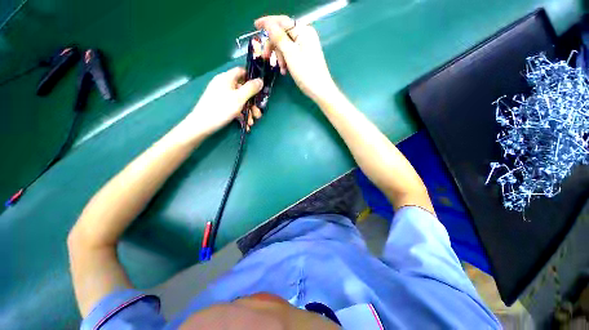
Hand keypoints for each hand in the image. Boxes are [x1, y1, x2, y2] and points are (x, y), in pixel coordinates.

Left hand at [183, 67, 263, 136]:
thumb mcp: (239, 98)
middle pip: (243, 89)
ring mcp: (222, 96)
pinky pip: (234, 107)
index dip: (252, 78)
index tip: (261, 89)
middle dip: (252, 102)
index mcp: (227, 78)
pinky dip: (241, 115)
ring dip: (248, 111)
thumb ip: (251, 89)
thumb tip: (260, 80)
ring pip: (240, 101)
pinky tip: (246, 125)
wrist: (202, 124)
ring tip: (251, 122)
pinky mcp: (221, 106)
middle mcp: (224, 85)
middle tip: (258, 113)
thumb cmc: (221, 108)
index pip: (242, 72)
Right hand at [255, 15, 336, 102]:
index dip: (268, 22)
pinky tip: (285, 71)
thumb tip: (268, 23)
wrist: (320, 90)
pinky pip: (290, 54)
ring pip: (285, 46)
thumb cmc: (306, 73)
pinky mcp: (304, 56)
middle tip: (266, 57)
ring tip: (282, 69)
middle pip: (283, 34)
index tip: (255, 25)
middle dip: (274, 46)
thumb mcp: (290, 54)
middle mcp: (305, 35)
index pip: (282, 21)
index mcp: (303, 31)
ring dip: (280, 56)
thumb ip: (279, 37)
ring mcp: (305, 46)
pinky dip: (285, 61)